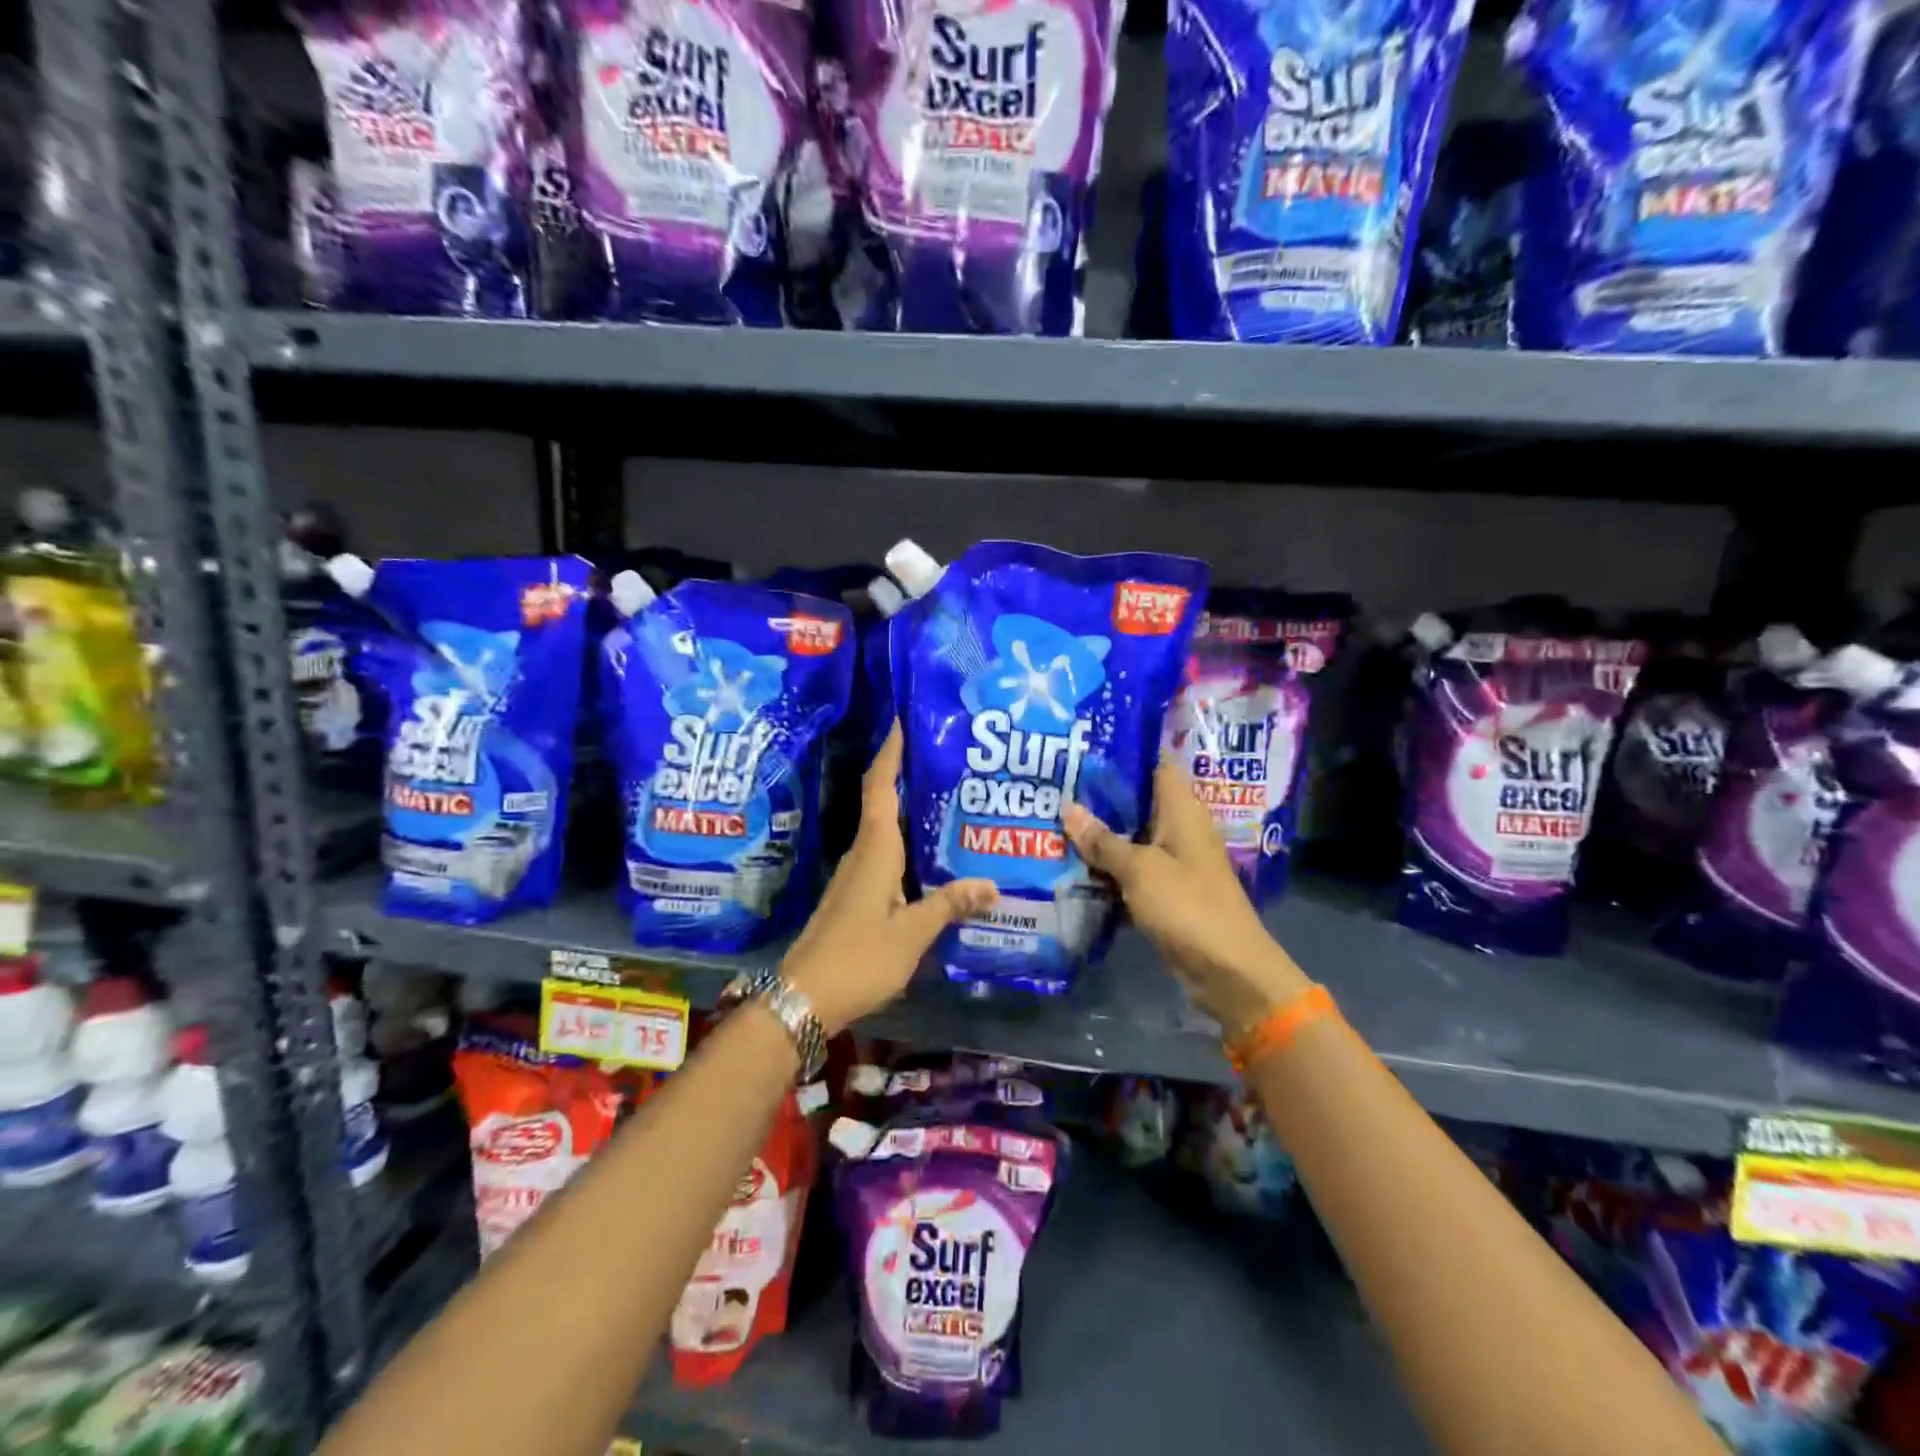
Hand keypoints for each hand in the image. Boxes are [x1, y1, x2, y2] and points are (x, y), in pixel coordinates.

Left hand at [780, 724, 995, 1035]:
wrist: (805, 997)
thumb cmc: (860, 958)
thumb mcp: (912, 933)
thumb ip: (950, 905)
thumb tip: (991, 884)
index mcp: (875, 850)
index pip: (880, 787)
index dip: (890, 753)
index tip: (901, 720)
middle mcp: (862, 853)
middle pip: (881, 800)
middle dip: (904, 772)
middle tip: (943, 756)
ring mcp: (855, 875)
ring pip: (883, 828)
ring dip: (906, 807)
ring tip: (946, 797)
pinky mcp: (855, 895)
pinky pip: (883, 853)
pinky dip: (904, 840)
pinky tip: (928, 853)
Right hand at [1063, 762, 1307, 1035]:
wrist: (1227, 970)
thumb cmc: (1187, 906)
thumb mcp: (1139, 869)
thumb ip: (1103, 839)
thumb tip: (1068, 808)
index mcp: (1182, 809)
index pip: (1153, 763)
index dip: (1121, 752)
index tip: (1081, 746)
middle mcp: (1179, 828)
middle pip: (1137, 801)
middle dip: (1098, 796)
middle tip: (1054, 784)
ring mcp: (1174, 861)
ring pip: (1131, 836)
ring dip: (1099, 834)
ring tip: (1053, 819)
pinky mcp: (1167, 891)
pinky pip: (1131, 868)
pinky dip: (1107, 867)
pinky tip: (1072, 864)